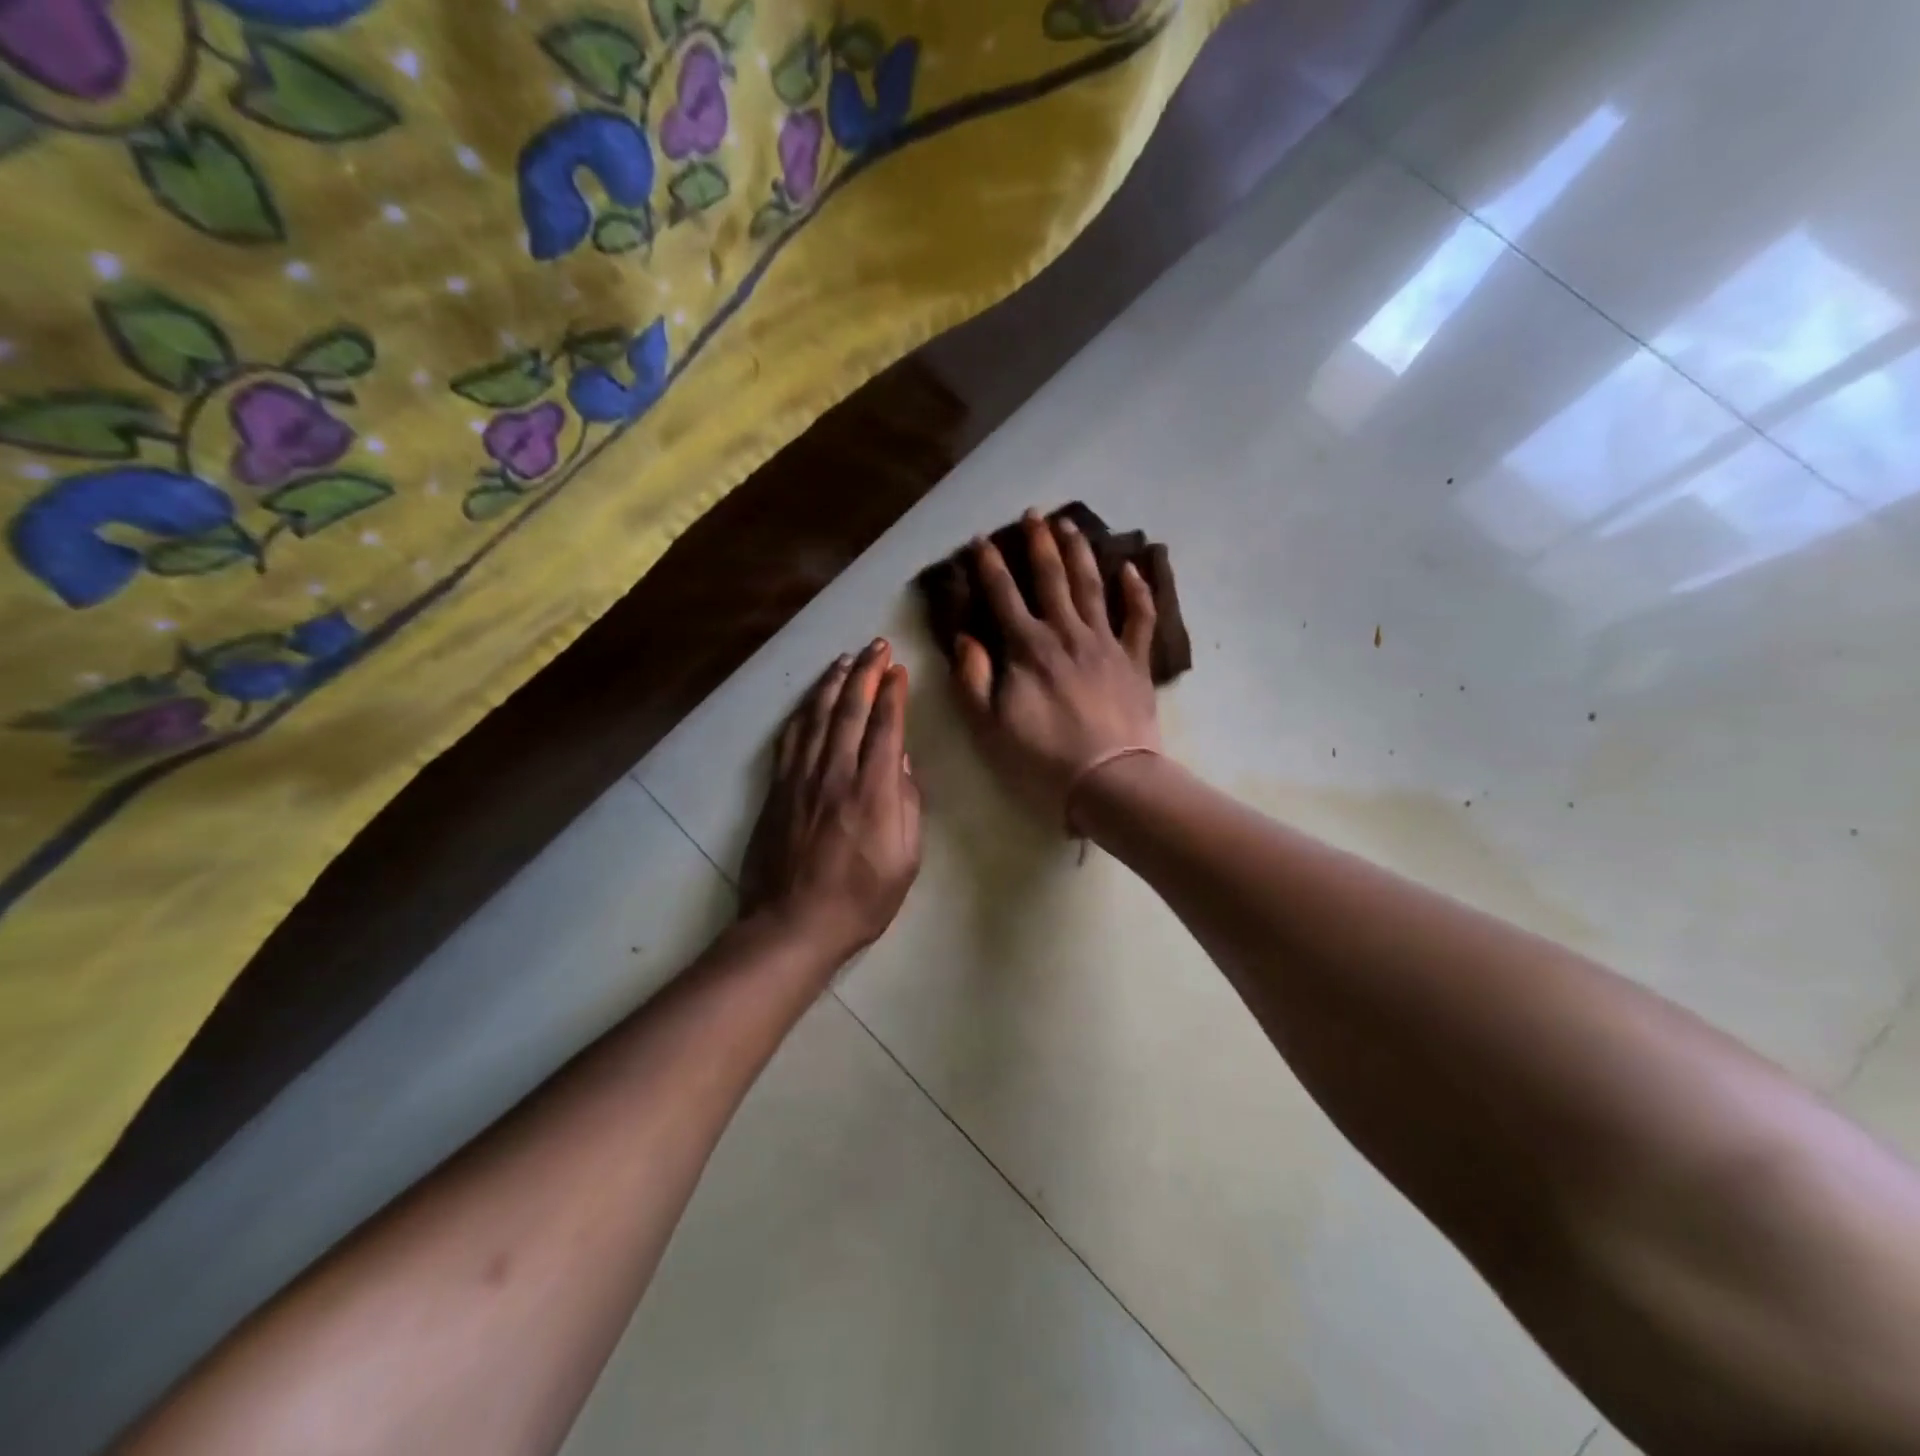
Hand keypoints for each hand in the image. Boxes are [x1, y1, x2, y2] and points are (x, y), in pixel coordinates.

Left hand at [740, 639, 922, 962]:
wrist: (792, 925)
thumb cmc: (860, 900)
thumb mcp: (906, 860)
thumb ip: (908, 806)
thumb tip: (904, 763)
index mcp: (873, 791)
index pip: (886, 727)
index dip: (893, 693)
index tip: (899, 669)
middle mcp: (836, 774)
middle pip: (851, 710)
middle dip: (866, 673)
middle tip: (876, 646)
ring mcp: (801, 778)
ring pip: (817, 716)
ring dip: (833, 683)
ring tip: (845, 659)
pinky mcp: (777, 789)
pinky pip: (790, 738)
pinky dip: (802, 712)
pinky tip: (810, 699)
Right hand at [952, 509, 1160, 829]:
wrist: (1109, 780)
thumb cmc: (1042, 758)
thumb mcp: (989, 726)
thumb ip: (972, 679)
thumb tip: (964, 639)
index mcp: (1028, 648)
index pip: (1003, 596)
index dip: (989, 566)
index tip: (980, 540)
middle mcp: (1066, 633)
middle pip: (1050, 579)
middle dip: (1038, 544)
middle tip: (1032, 515)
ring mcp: (1106, 643)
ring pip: (1092, 586)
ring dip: (1079, 553)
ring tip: (1070, 526)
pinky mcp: (1135, 660)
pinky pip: (1139, 617)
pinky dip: (1137, 590)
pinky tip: (1131, 568)